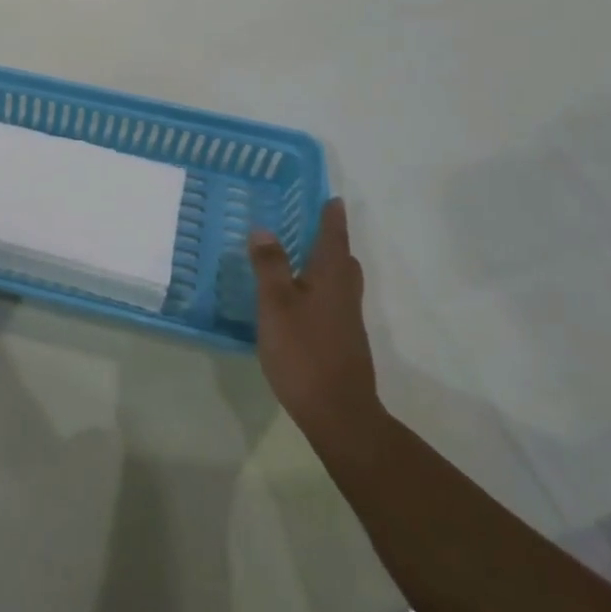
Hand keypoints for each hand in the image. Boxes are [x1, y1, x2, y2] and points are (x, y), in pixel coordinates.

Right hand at [250, 199, 384, 444]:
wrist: (339, 413)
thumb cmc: (304, 351)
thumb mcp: (276, 304)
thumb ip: (269, 265)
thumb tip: (264, 229)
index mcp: (331, 277)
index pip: (334, 237)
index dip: (331, 217)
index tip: (332, 198)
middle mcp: (344, 294)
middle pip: (342, 259)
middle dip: (330, 241)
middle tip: (310, 226)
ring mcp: (346, 321)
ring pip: (338, 282)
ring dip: (323, 266)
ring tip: (298, 258)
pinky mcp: (342, 342)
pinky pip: (332, 301)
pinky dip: (318, 289)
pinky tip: (297, 301)